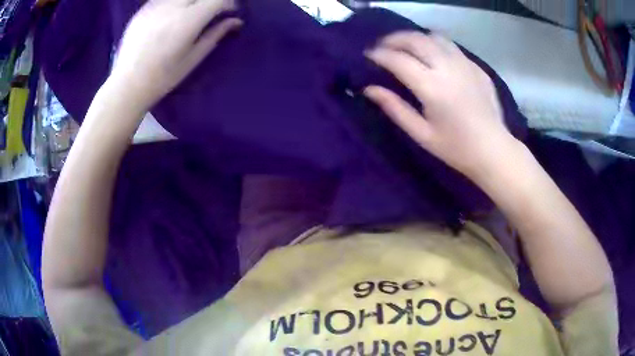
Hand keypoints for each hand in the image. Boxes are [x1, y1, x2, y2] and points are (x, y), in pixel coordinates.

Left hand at [110, 0, 241, 109]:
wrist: (127, 85)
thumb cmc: (162, 77)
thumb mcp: (192, 59)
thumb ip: (215, 35)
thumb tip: (235, 21)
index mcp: (188, 20)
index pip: (217, 0)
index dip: (229, 4)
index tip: (230, 12)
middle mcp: (173, 6)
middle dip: (211, 0)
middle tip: (211, 12)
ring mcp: (155, 5)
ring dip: (192, 1)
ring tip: (190, 14)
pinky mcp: (143, 9)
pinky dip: (174, 3)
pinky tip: (171, 15)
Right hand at [365, 32, 517, 179]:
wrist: (493, 150)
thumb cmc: (456, 148)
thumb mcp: (421, 134)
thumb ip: (394, 108)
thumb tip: (369, 89)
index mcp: (432, 87)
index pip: (398, 60)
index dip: (379, 55)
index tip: (368, 55)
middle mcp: (448, 68)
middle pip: (415, 40)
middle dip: (394, 39)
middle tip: (383, 47)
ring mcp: (465, 64)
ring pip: (434, 37)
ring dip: (416, 38)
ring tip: (407, 48)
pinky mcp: (476, 67)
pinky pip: (451, 47)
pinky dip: (436, 45)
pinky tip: (433, 57)